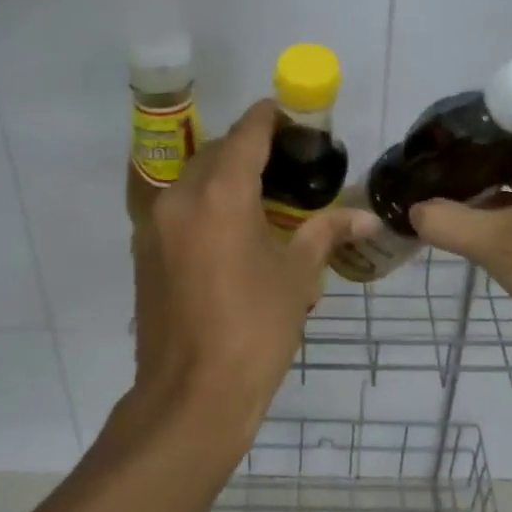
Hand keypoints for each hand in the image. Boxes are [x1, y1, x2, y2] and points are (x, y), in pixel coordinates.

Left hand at [129, 100, 377, 453]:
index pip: (246, 135)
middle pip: (214, 153)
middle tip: (284, 163)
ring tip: (259, 196)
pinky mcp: (144, 253)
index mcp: (219, 195)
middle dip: (247, 149)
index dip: (268, 119)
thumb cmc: (254, 331)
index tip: (289, 115)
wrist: (192, 396)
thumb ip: (326, 234)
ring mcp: (154, 226)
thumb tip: (367, 217)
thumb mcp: (296, 277)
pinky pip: (176, 209)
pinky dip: (202, 204)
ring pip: (191, 180)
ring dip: (221, 176)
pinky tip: (229, 230)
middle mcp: (179, 198)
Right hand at [409, 117, 511, 360]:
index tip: (432, 142)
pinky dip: (503, 211)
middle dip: (470, 158)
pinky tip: (468, 226)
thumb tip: (413, 211)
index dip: (469, 124)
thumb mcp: (498, 243)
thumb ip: (447, 222)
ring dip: (484, 187)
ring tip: (437, 196)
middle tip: (426, 172)